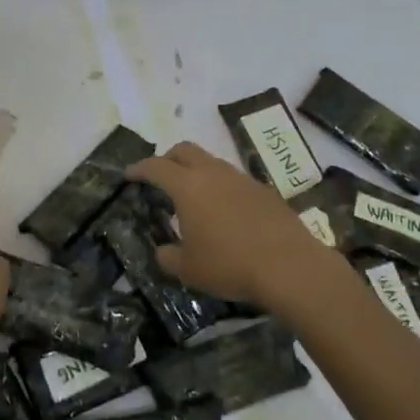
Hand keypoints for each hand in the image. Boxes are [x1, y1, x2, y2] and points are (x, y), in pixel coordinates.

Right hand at [128, 142, 337, 310]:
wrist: (289, 266)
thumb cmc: (229, 265)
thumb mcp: (188, 269)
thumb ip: (168, 256)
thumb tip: (164, 251)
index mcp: (188, 186)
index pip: (156, 166)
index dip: (139, 168)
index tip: (129, 175)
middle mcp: (214, 174)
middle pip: (185, 150)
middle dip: (168, 158)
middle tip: (160, 176)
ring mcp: (242, 179)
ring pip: (212, 162)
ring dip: (197, 172)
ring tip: (193, 197)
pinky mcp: (264, 191)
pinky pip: (234, 180)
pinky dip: (221, 187)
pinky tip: (224, 212)